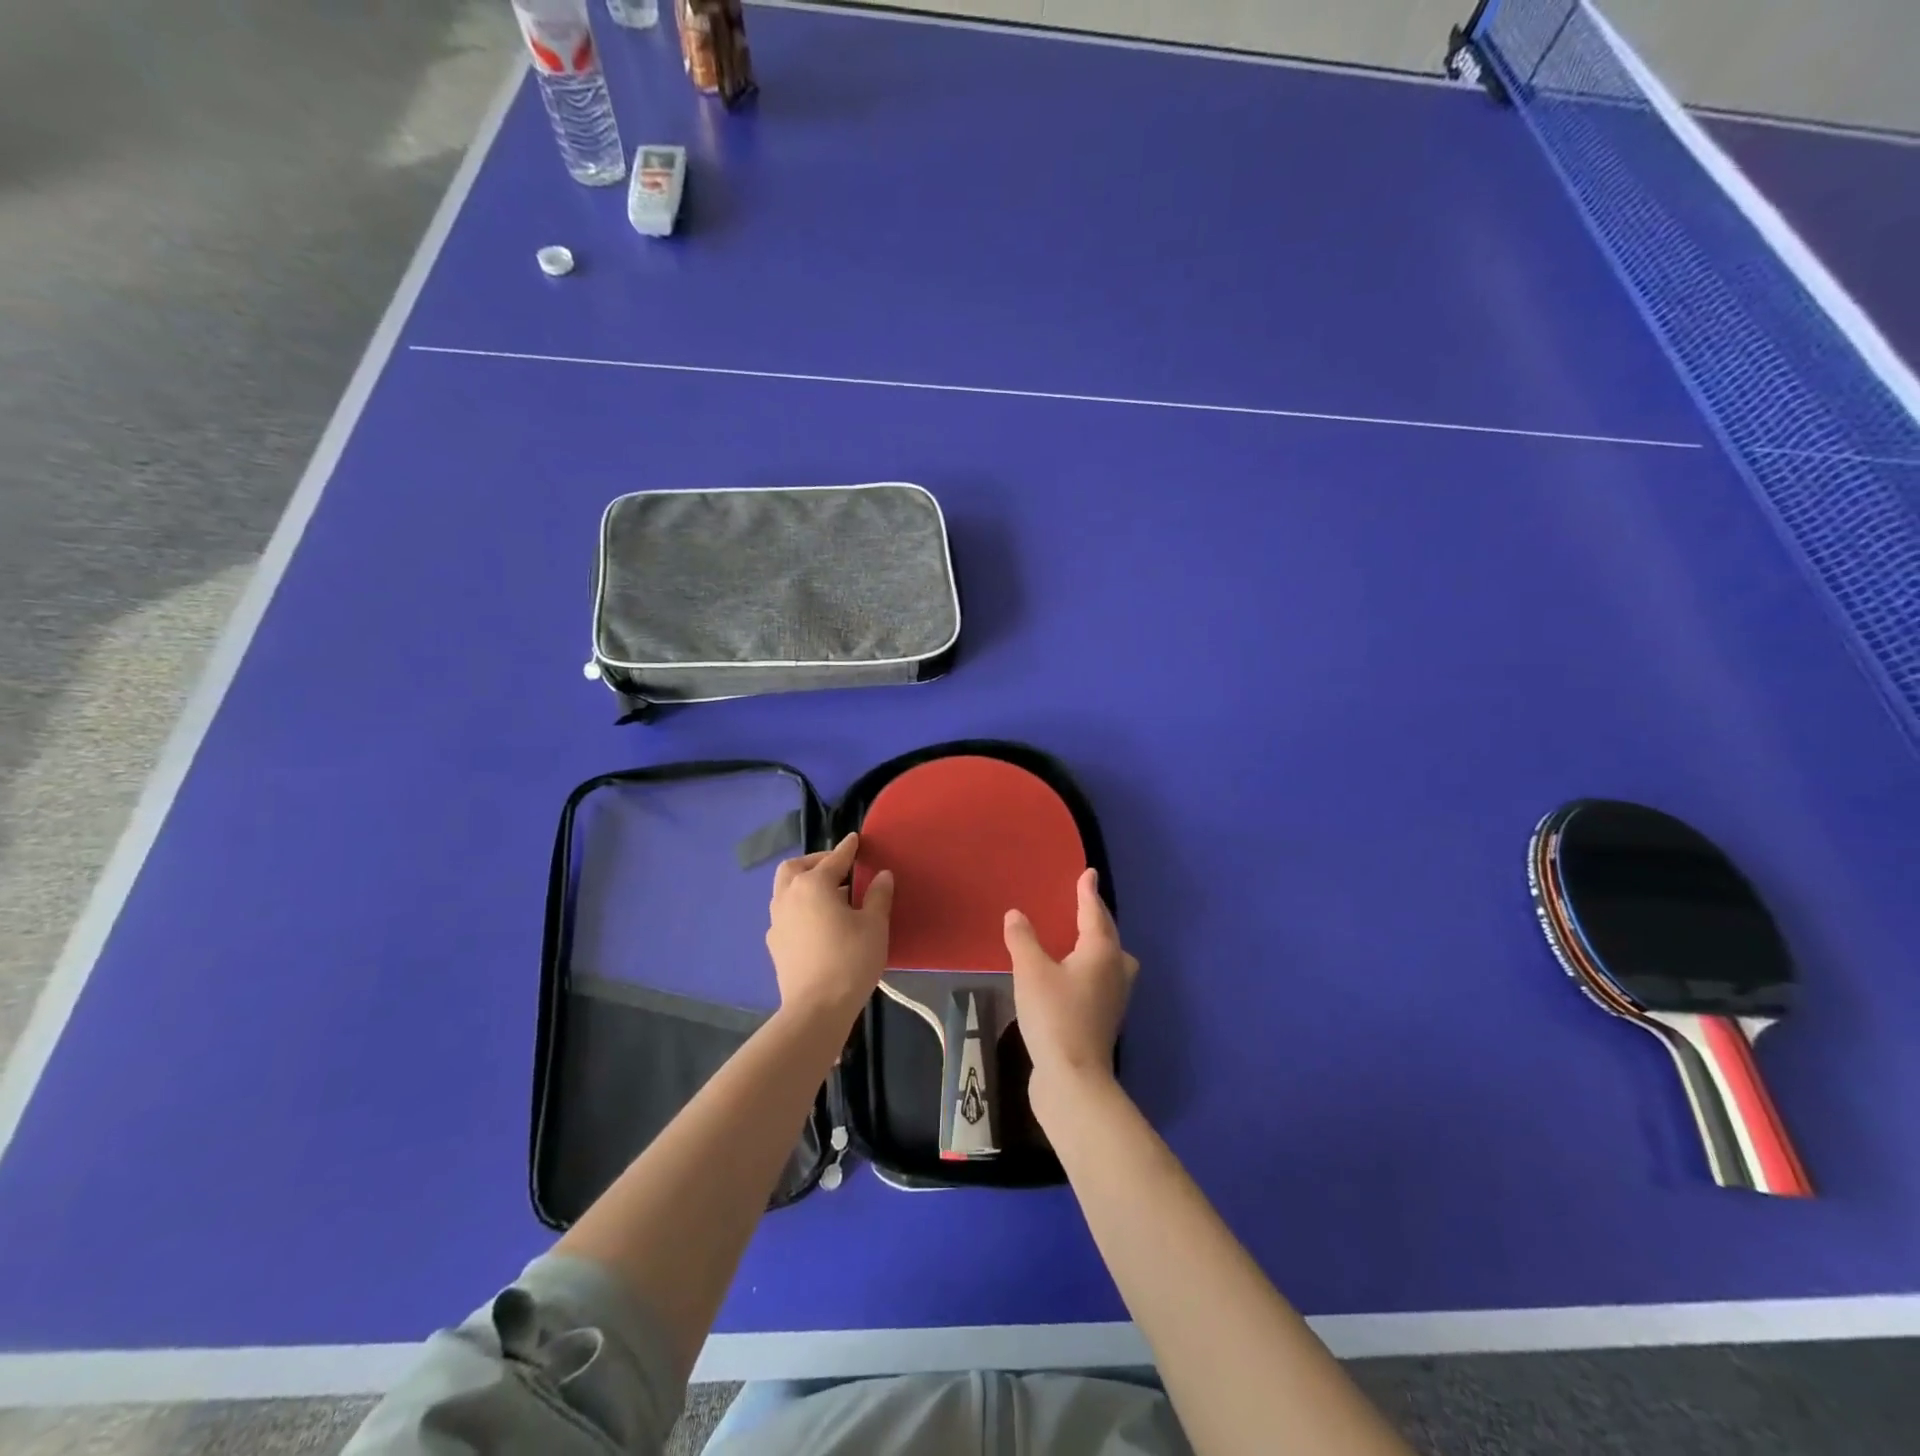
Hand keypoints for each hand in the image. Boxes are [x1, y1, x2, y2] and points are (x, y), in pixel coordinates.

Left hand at [766, 833, 892, 1022]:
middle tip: (837, 868)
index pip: (834, 859)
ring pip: (785, 890)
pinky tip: (816, 923)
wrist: (816, 1009)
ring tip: (829, 896)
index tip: (855, 840)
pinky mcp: (774, 944)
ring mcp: (777, 921)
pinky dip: (799, 907)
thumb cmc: (850, 960)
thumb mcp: (874, 926)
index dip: (848, 848)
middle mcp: (789, 896)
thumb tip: (882, 875)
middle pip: (796, 868)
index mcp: (813, 885)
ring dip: (804, 884)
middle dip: (815, 862)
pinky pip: (785, 914)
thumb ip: (878, 896)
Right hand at [1004, 868, 1137, 1098]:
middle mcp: (1115, 971)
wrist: (1073, 1079)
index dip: (1087, 892)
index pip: (1094, 913)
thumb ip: (1023, 939)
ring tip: (1081, 938)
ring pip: (1111, 960)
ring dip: (1099, 944)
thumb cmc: (1054, 1016)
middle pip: (1109, 935)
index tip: (1088, 873)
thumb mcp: (1031, 971)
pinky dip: (1091, 967)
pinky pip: (1101, 980)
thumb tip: (1016, 914)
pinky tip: (1072, 974)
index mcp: (1101, 952)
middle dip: (1097, 917)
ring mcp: (1114, 998)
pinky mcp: (1104, 1019)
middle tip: (1083, 902)